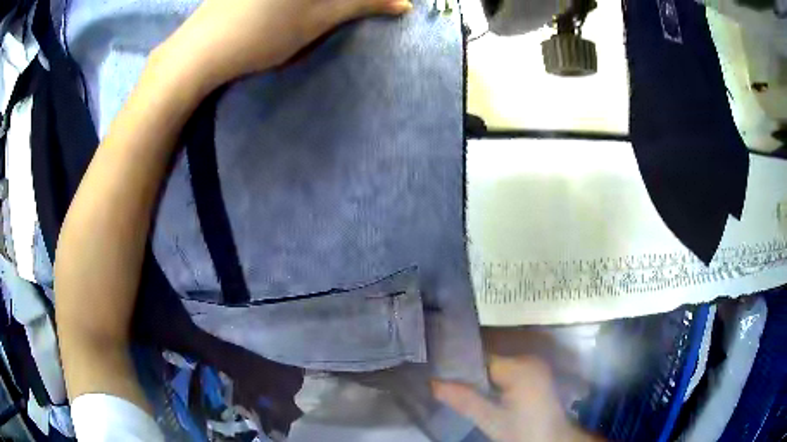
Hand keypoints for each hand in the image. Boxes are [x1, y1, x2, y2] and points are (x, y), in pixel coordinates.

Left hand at [157, 0, 411, 91]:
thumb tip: (403, 2)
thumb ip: (362, 3)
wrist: (199, 52)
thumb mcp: (318, 18)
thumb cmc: (261, 35)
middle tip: (361, 8)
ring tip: (329, 12)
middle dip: (348, 0)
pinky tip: (302, 9)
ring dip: (328, 2)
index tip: (386, 5)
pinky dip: (306, 2)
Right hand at [433, 356, 599, 441]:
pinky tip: (485, 393)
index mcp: (519, 367)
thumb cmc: (523, 431)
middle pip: (490, 362)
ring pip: (499, 367)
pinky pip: (510, 372)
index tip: (439, 373)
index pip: (482, 359)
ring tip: (460, 388)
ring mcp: (535, 367)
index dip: (460, 366)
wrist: (553, 440)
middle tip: (445, 383)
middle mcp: (529, 360)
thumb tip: (432, 383)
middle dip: (470, 373)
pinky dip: (496, 381)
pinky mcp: (537, 375)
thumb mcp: (491, 420)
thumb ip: (464, 400)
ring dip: (482, 378)